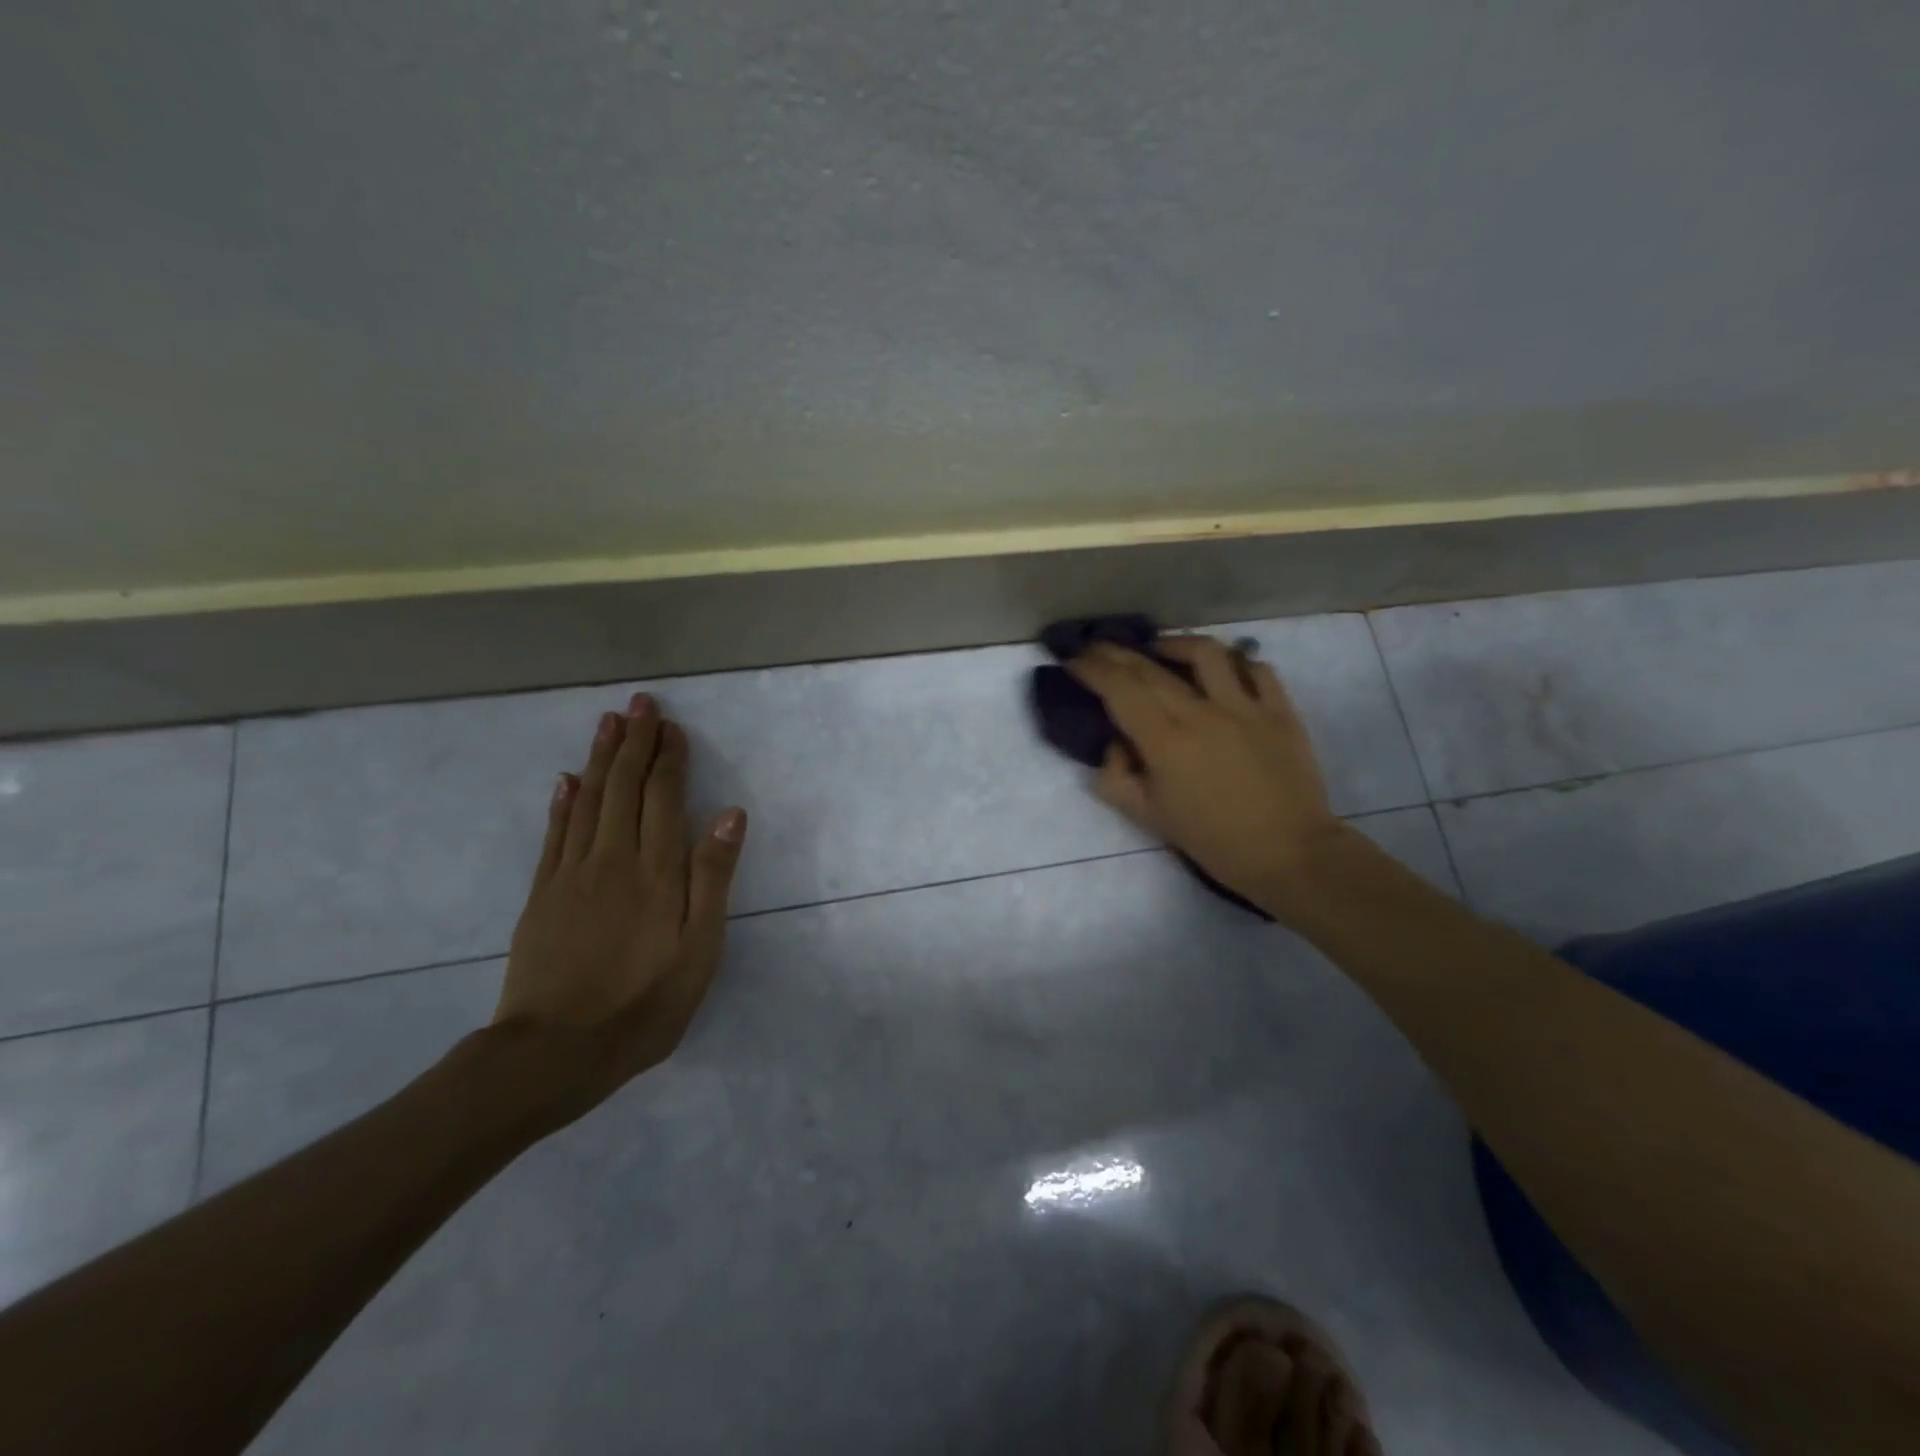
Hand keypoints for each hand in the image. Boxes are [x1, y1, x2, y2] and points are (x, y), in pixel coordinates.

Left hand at [485, 693, 746, 1131]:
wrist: (555, 1051)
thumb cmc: (644, 1003)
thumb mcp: (700, 948)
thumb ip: (713, 877)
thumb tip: (730, 813)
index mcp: (656, 870)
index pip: (663, 796)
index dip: (669, 758)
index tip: (673, 727)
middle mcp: (613, 858)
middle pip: (623, 787)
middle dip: (634, 741)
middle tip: (640, 703)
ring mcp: (571, 874)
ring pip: (587, 800)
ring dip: (600, 758)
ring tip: (609, 722)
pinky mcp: (542, 894)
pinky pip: (554, 834)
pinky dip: (563, 801)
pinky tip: (568, 780)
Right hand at [1066, 636, 1347, 920]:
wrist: (1289, 854)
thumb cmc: (1213, 840)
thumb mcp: (1149, 817)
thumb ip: (1117, 777)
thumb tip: (1116, 744)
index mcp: (1165, 741)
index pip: (1119, 688)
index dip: (1092, 669)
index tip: (1074, 660)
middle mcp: (1201, 712)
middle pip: (1150, 668)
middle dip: (1116, 653)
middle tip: (1098, 648)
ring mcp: (1245, 706)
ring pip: (1206, 653)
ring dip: (1174, 645)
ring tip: (1160, 650)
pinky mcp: (1280, 710)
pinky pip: (1256, 669)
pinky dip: (1235, 662)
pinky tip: (1223, 670)